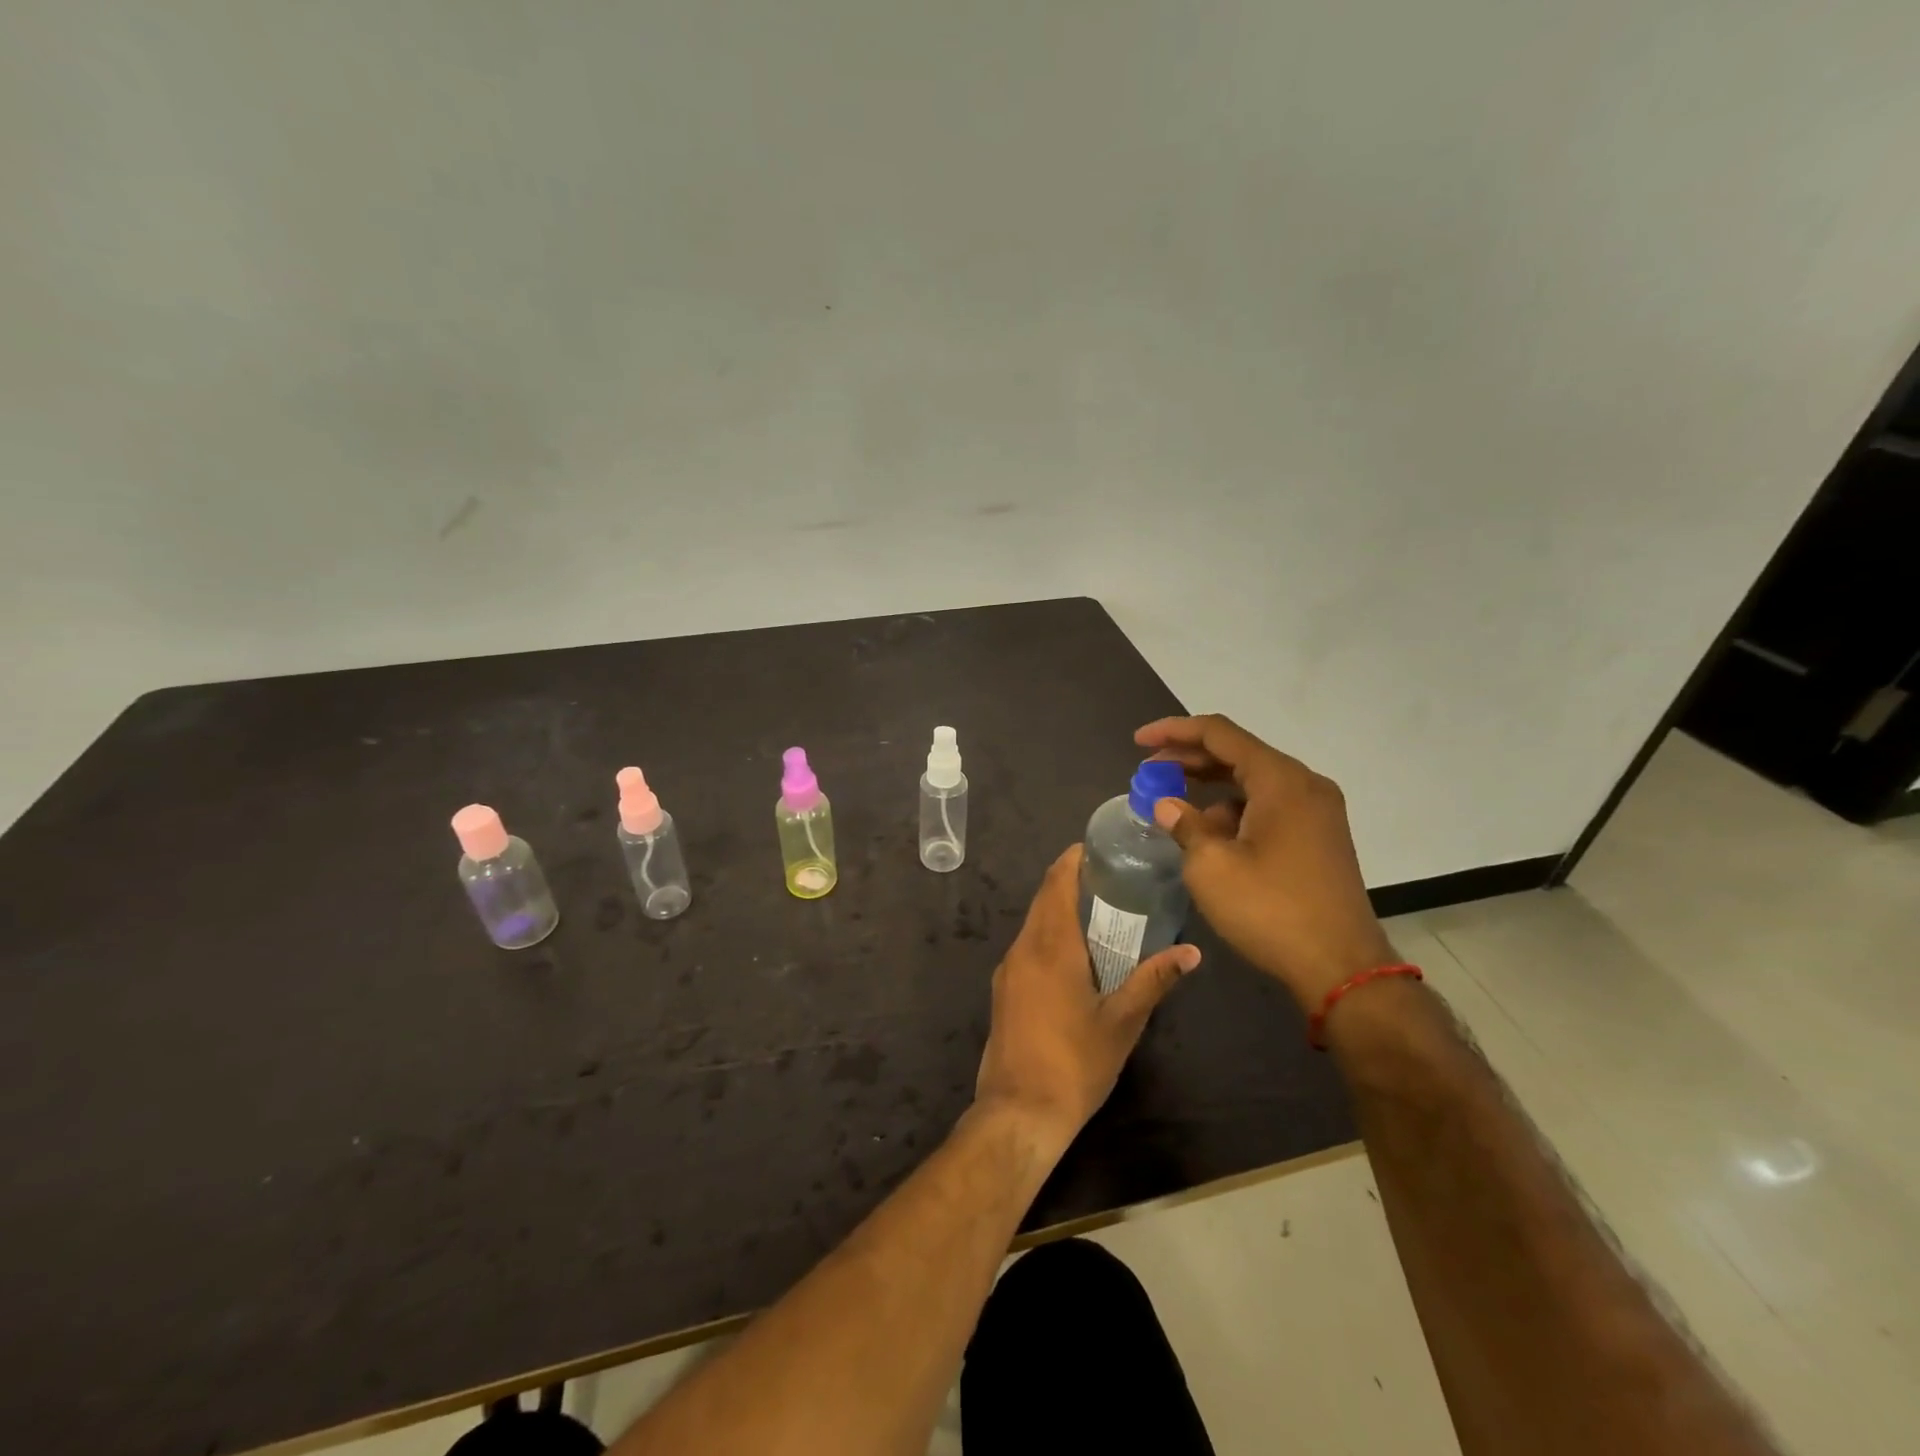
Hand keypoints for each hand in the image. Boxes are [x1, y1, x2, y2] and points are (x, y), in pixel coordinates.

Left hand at [975, 846, 1200, 1154]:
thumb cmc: (1075, 1062)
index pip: (1056, 884)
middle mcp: (1022, 948)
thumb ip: (1154, 980)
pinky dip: (1047, 935)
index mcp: (1050, 946)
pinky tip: (1073, 953)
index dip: (1072, 860)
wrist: (1019, 1110)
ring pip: (1033, 924)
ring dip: (1058, 910)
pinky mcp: (1002, 991)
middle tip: (1107, 877)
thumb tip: (1191, 952)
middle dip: (1068, 882)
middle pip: (1043, 900)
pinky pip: (1026, 947)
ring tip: (1096, 911)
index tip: (1096, 848)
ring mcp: (1007, 970)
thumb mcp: (1123, 1022)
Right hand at [1134, 714, 1394, 1013]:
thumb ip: (1185, 825)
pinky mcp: (1318, 836)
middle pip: (1238, 753)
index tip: (1138, 741)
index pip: (1219, 733)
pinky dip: (1234, 808)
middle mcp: (1304, 784)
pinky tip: (1208, 830)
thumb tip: (1168, 806)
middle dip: (1188, 758)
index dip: (1174, 731)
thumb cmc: (1271, 910)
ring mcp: (1317, 811)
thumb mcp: (1211, 867)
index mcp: (1280, 780)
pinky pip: (1268, 804)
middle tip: (1148, 771)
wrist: (1341, 968)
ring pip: (1253, 780)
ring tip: (1171, 801)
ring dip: (1210, 784)